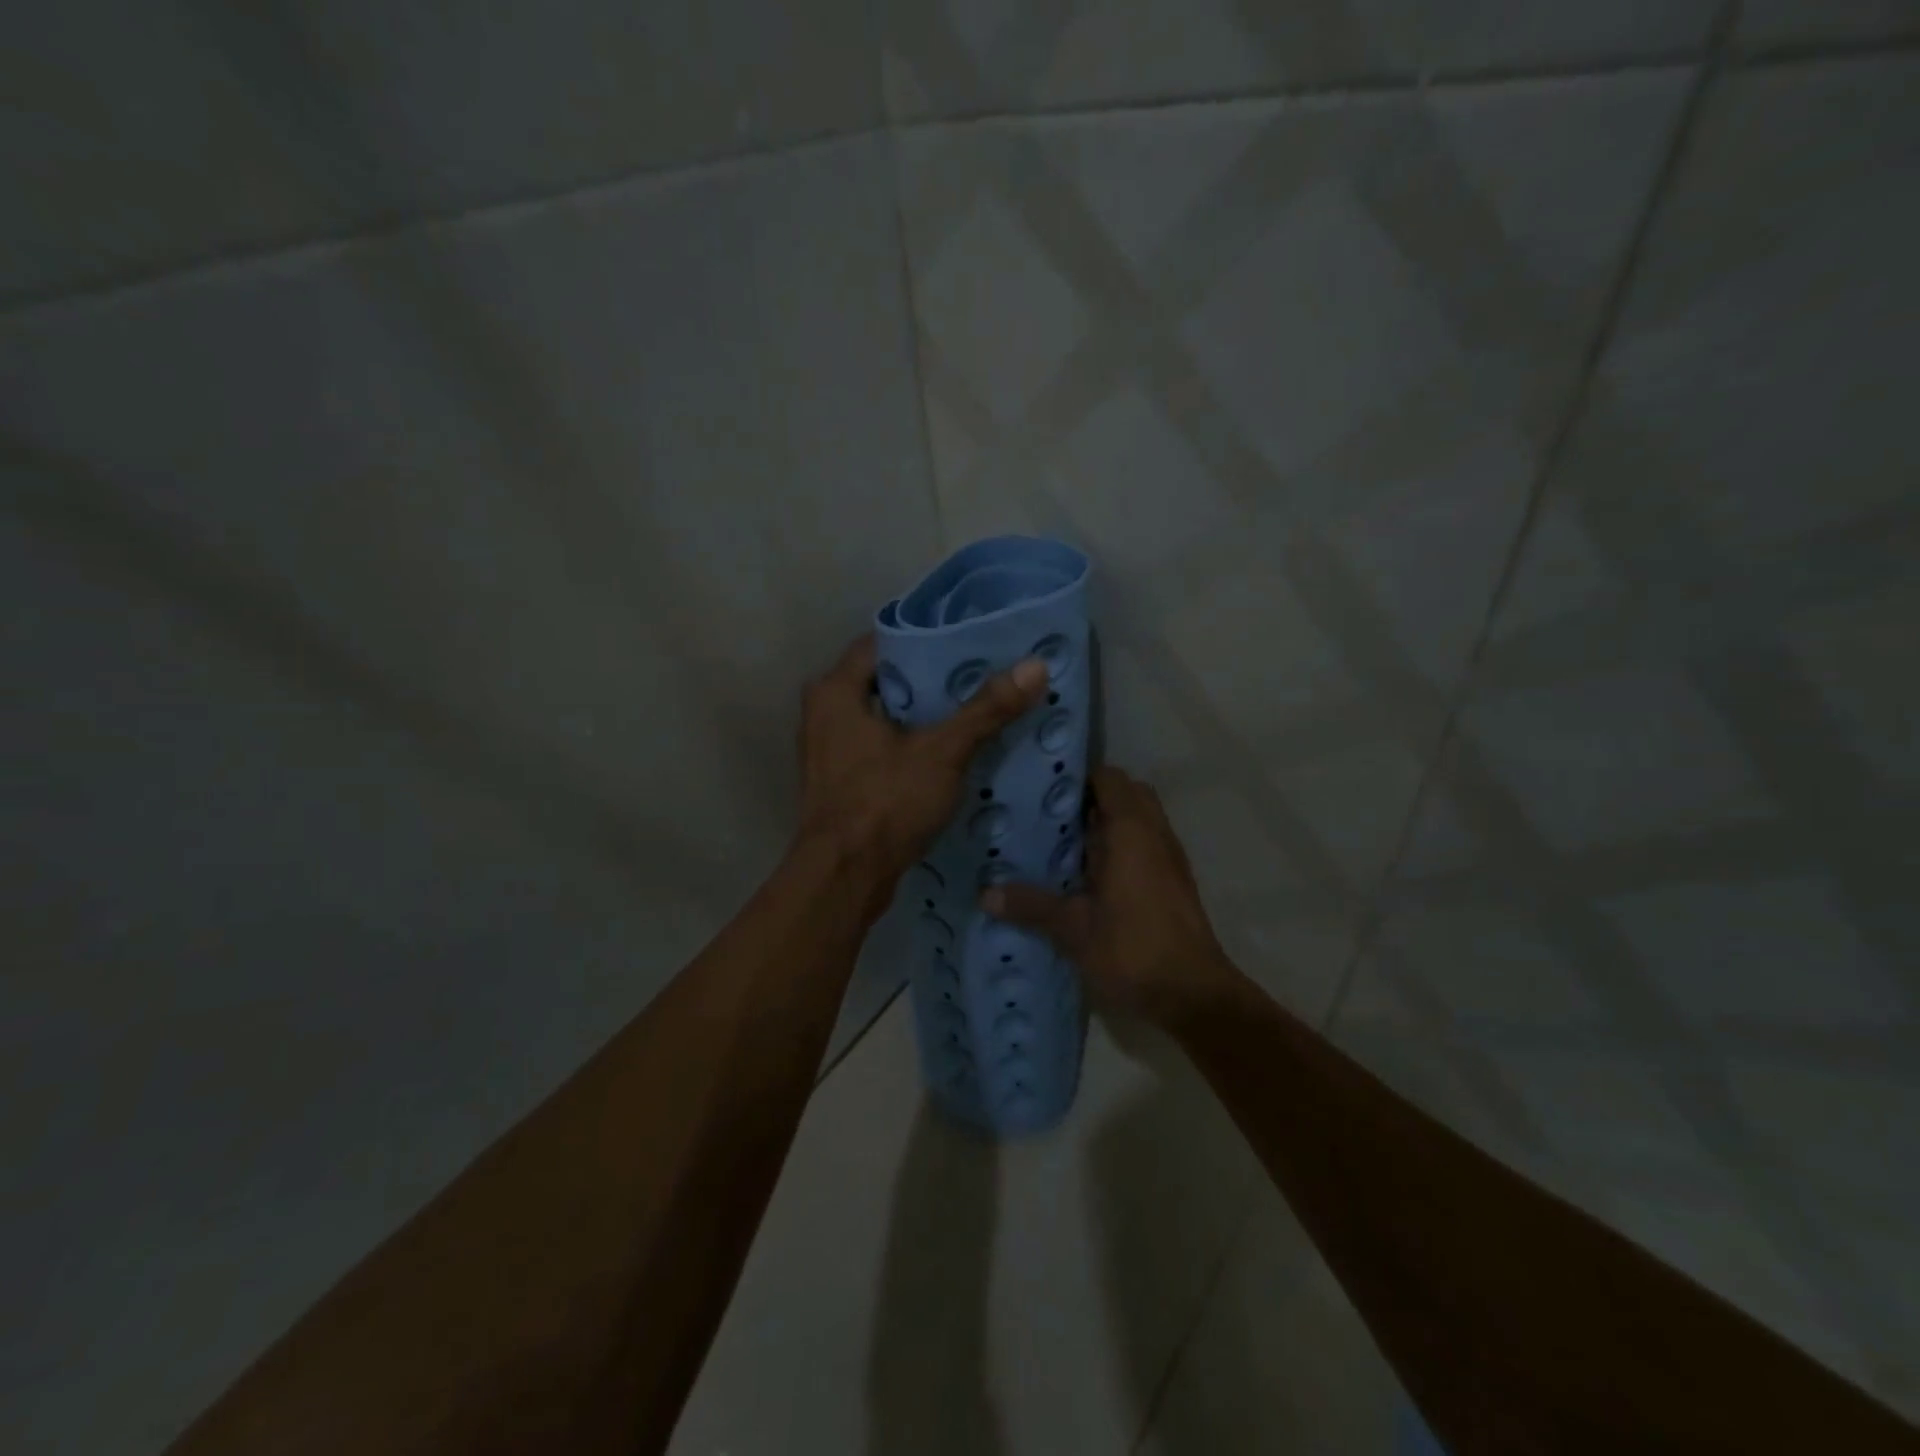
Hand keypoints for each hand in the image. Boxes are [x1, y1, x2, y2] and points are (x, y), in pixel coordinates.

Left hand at [796, 634, 1049, 904]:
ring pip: (885, 717)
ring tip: (975, 707)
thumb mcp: (942, 752)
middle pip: (887, 680)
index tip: (971, 641)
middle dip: (932, 679)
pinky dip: (911, 744)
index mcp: (835, 691)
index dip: (928, 639)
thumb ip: (986, 710)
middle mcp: (824, 712)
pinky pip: (881, 747)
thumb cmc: (885, 802)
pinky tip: (951, 750)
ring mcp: (830, 749)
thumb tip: (1035, 665)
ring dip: (924, 716)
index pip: (884, 642)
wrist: (844, 878)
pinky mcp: (841, 780)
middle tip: (982, 673)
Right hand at [981, 766, 1239, 1025]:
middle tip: (1053, 815)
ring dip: (1109, 823)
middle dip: (1094, 797)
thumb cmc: (1133, 949)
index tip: (1044, 786)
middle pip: (1127, 793)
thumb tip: (985, 894)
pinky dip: (1122, 846)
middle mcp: (1154, 834)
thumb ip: (1031, 905)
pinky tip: (1090, 874)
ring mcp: (1168, 858)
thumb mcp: (1073, 929)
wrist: (1193, 995)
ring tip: (1064, 842)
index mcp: (1131, 831)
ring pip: (1139, 820)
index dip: (1078, 776)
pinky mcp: (1174, 881)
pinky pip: (1146, 844)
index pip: (1109, 779)